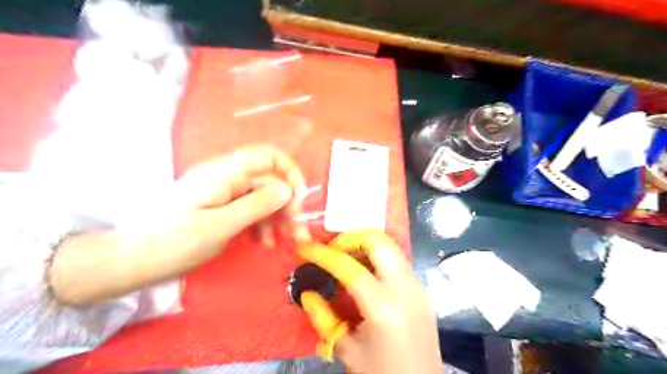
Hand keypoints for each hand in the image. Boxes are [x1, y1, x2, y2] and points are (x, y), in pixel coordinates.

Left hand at [50, 144, 309, 305]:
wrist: (132, 259)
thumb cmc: (174, 243)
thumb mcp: (220, 226)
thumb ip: (257, 204)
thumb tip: (287, 189)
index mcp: (225, 173)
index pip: (269, 155)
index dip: (290, 173)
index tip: (298, 201)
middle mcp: (227, 176)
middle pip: (269, 181)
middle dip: (288, 205)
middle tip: (297, 233)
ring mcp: (223, 191)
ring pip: (262, 197)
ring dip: (278, 218)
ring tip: (282, 242)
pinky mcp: (220, 205)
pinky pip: (250, 209)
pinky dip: (261, 224)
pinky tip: (263, 242)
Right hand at [297, 233, 441, 372]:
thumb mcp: (348, 350)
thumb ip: (324, 319)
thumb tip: (308, 294)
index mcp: (385, 307)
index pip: (351, 268)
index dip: (325, 255)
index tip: (306, 248)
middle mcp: (406, 288)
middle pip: (379, 242)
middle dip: (352, 238)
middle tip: (333, 249)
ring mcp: (418, 286)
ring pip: (391, 247)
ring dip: (365, 246)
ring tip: (345, 258)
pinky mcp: (422, 289)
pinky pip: (397, 261)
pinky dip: (378, 258)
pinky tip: (364, 273)